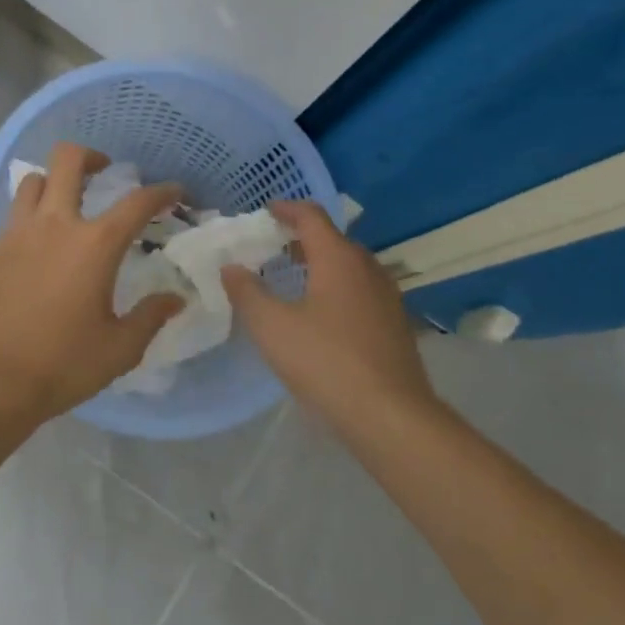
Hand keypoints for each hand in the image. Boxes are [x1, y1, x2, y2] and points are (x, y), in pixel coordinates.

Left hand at [0, 143, 185, 428]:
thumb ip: (150, 318)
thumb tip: (175, 299)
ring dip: (54, 183)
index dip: (162, 192)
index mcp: (94, 245)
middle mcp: (53, 226)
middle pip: (68, 160)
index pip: (137, 202)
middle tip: (105, 173)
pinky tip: (36, 254)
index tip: (174, 192)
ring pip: (32, 182)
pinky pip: (12, 220)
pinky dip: (30, 222)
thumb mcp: (118, 349)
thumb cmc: (60, 365)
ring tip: (66, 207)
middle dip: (92, 156)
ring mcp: (14, 236)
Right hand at [221, 201, 436, 430]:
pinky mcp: (394, 324)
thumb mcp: (272, 327)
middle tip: (271, 247)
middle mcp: (367, 268)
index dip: (287, 209)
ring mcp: (386, 297)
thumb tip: (230, 267)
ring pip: (349, 266)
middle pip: (333, 239)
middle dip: (301, 238)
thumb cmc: (325, 362)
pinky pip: (360, 290)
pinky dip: (335, 287)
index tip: (265, 211)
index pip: (312, 216)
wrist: (389, 415)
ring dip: (320, 264)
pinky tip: (319, 314)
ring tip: (291, 279)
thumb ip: (247, 292)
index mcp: (339, 259)